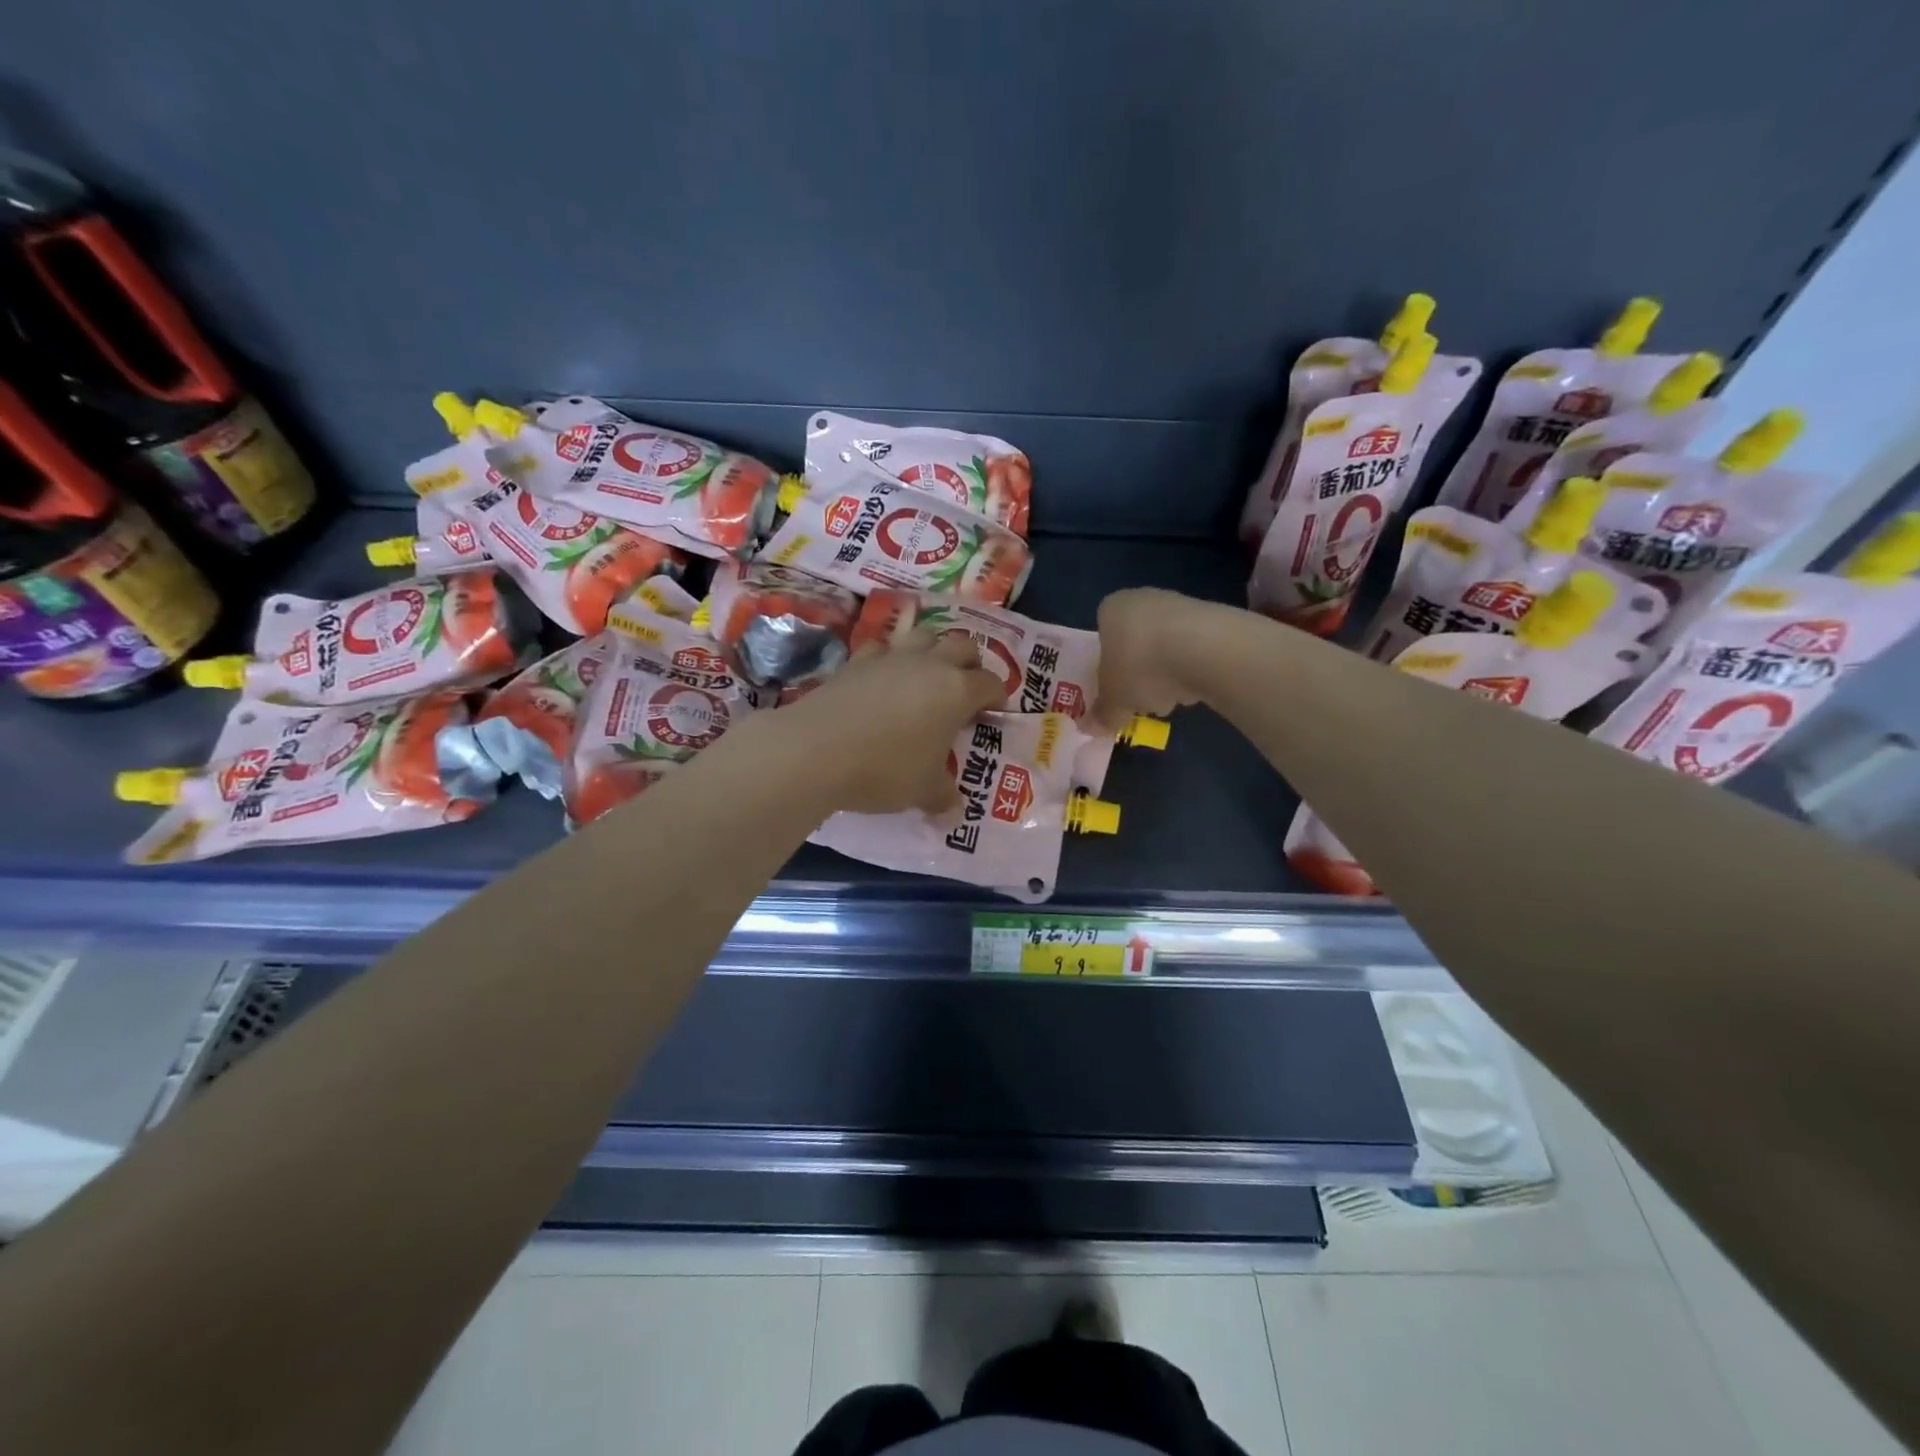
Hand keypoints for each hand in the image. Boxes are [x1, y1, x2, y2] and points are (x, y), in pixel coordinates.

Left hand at [781, 631, 1004, 814]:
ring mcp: (891, 657)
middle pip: (962, 645)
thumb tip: (954, 806)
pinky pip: (883, 648)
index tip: (994, 712)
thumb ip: (944, 795)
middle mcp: (929, 665)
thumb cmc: (885, 770)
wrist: (816, 750)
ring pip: (924, 635)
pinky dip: (890, 658)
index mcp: (957, 691)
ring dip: (933, 650)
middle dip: (970, 663)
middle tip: (966, 688)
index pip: (990, 683)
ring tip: (927, 675)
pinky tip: (884, 678)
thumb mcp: (923, 791)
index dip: (997, 696)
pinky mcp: (857, 661)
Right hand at [1092, 587, 1216, 726]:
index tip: (1116, 690)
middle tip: (1142, 700)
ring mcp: (1181, 605)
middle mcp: (1144, 599)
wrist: (1205, 649)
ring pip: (1165, 648)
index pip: (1103, 637)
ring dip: (1166, 674)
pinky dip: (1191, 669)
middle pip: (1135, 643)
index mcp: (1112, 609)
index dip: (1108, 668)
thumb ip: (1102, 714)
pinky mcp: (1214, 618)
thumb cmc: (1141, 666)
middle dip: (1139, 674)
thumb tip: (1091, 727)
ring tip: (1171, 700)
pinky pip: (1193, 650)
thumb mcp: (1114, 700)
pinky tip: (1196, 688)